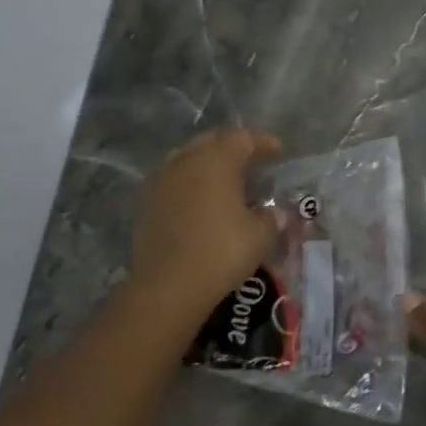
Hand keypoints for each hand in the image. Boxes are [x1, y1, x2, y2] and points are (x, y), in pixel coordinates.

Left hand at [129, 127, 279, 316]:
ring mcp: (161, 181)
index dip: (263, 143)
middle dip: (233, 147)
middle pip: (211, 141)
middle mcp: (186, 161)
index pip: (242, 139)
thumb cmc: (222, 252)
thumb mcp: (260, 235)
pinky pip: (172, 179)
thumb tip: (272, 213)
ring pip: (187, 158)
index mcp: (216, 160)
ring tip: (224, 179)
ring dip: (207, 163)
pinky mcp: (146, 203)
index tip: (278, 152)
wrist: (168, 287)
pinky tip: (199, 200)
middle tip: (251, 162)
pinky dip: (189, 182)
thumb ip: (270, 217)